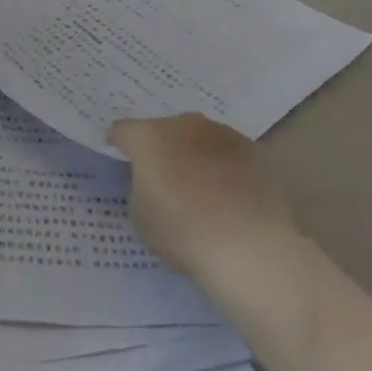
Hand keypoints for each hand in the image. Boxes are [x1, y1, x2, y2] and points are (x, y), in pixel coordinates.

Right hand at [107, 114, 296, 281]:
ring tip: (202, 188)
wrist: (250, 245)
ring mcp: (222, 134)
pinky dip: (225, 168)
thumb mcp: (140, 218)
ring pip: (199, 139)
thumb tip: (152, 182)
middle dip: (161, 148)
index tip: (117, 153)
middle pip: (164, 130)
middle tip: (162, 177)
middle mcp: (184, 125)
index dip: (117, 142)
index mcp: (149, 137)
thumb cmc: (183, 231)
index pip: (123, 130)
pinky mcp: (254, 150)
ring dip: (194, 155)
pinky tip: (231, 195)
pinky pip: (229, 155)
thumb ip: (139, 189)